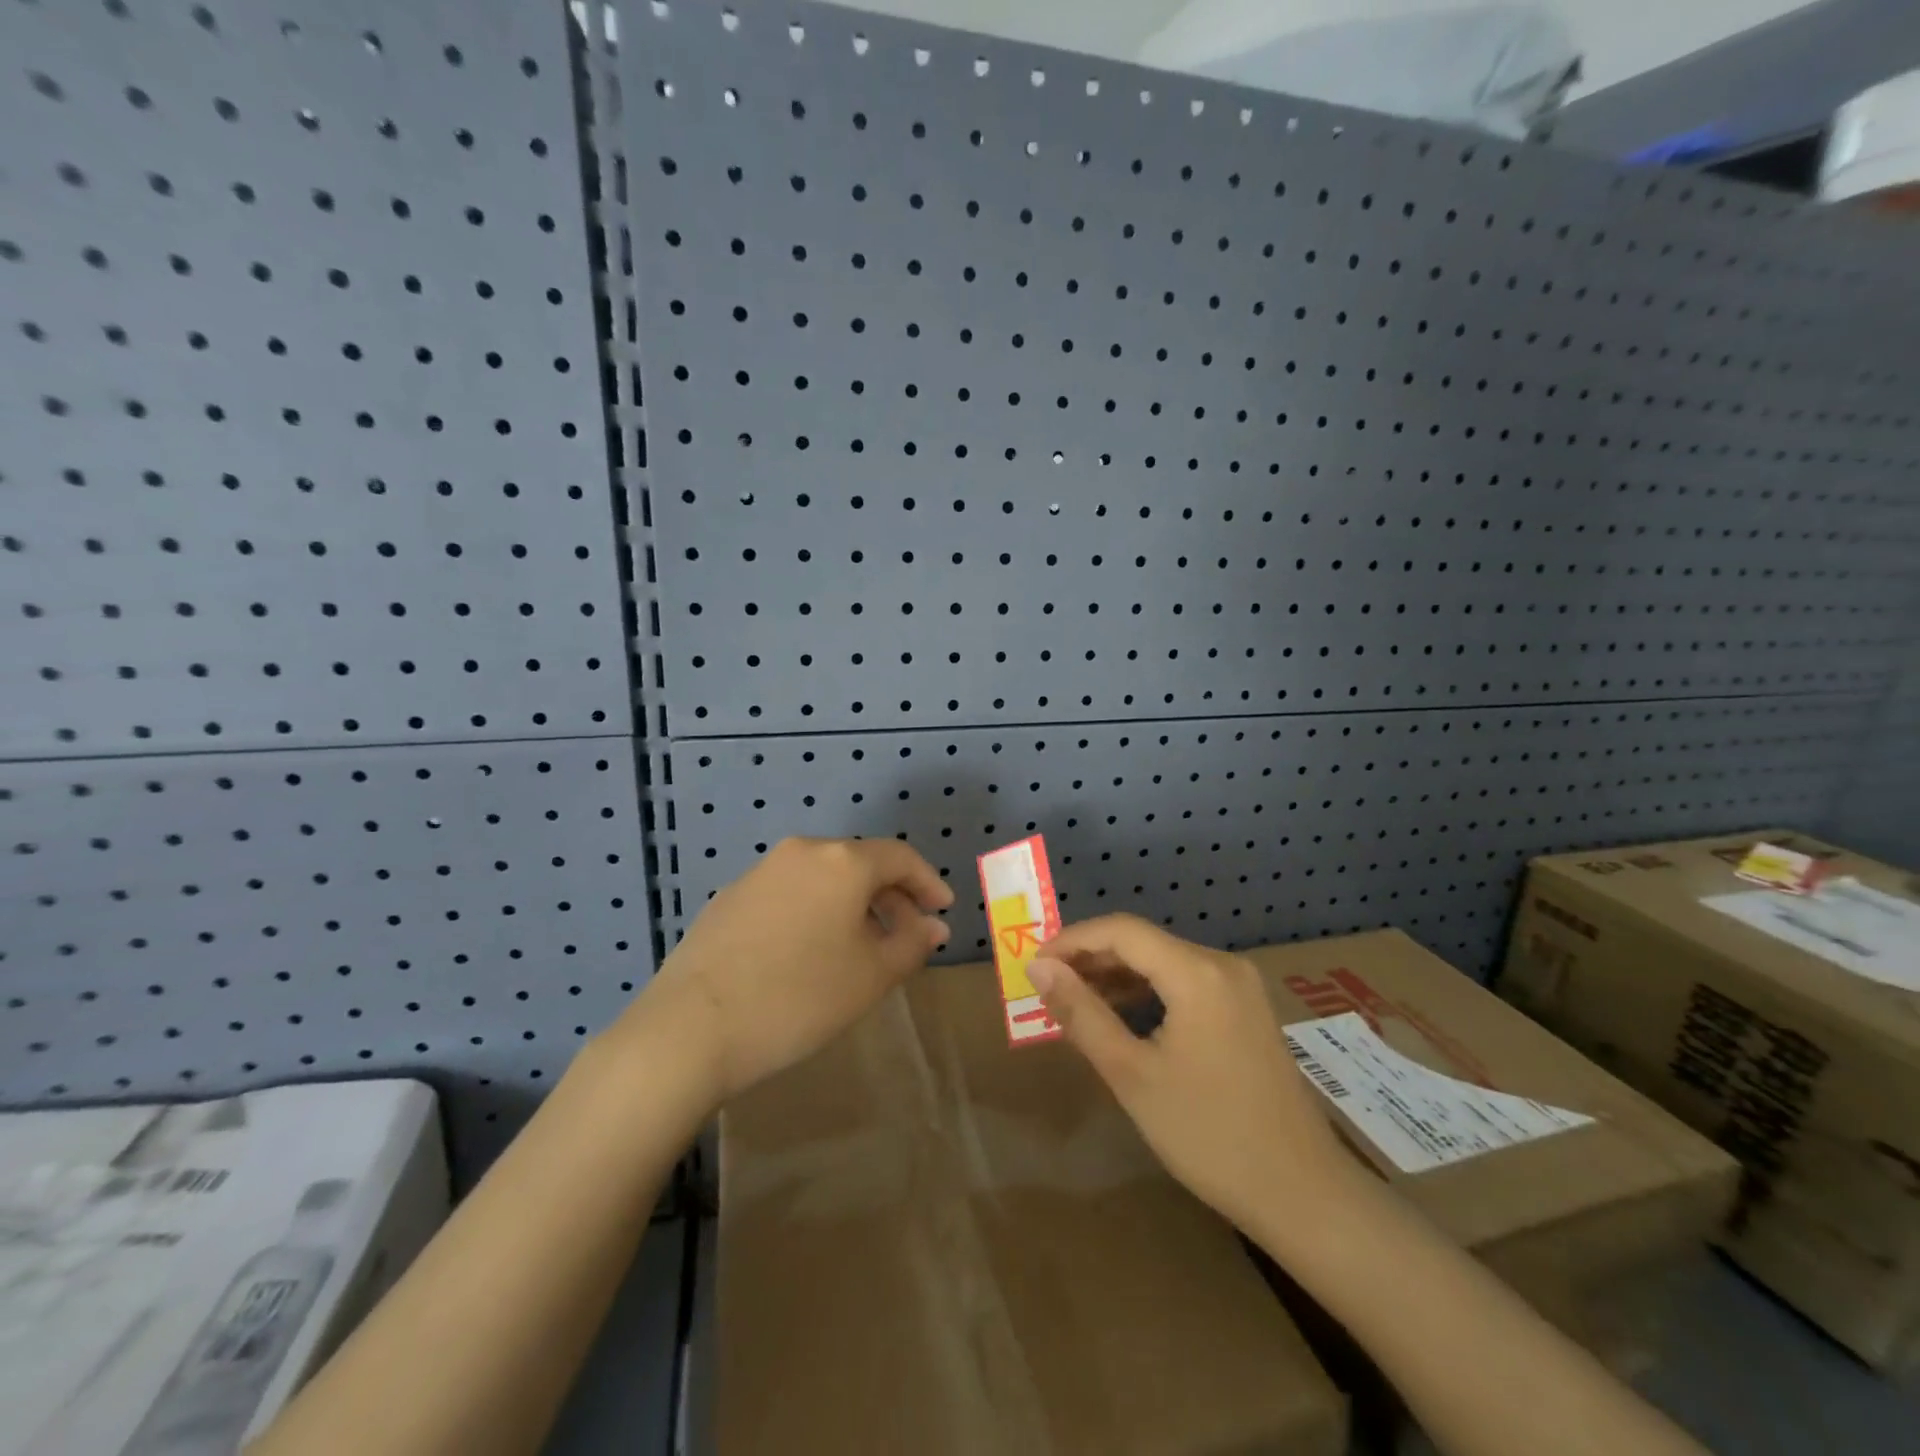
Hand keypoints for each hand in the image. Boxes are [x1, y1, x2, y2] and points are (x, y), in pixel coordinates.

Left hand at [630, 837, 952, 1106]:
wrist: (690, 1028)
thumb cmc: (799, 998)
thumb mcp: (871, 976)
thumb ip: (911, 943)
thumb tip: (932, 925)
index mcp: (841, 861)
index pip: (900, 857)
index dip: (928, 882)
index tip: (943, 911)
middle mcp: (801, 853)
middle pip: (860, 864)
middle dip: (891, 897)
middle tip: (907, 936)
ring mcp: (760, 873)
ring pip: (823, 879)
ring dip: (852, 906)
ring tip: (861, 949)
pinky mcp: (729, 898)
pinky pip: (790, 894)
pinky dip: (815, 913)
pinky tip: (809, 954)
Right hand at [1029, 915, 1350, 1232]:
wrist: (1303, 1194)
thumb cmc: (1208, 1134)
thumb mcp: (1132, 1074)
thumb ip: (1082, 1013)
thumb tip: (1039, 969)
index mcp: (1197, 972)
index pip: (1121, 930)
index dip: (1072, 941)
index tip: (1034, 967)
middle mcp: (1222, 964)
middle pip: (1143, 942)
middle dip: (1091, 959)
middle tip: (1048, 988)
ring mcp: (1240, 986)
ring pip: (1164, 962)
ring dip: (1118, 976)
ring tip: (1076, 1005)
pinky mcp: (1247, 1010)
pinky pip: (1185, 982)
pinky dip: (1148, 992)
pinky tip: (1123, 1018)